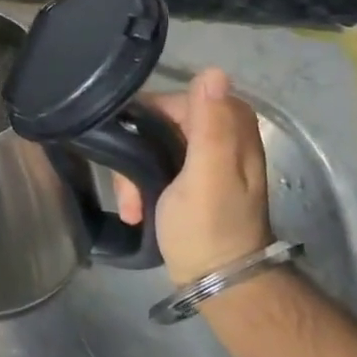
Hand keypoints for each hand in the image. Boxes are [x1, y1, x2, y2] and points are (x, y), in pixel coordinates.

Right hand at [116, 69, 272, 288]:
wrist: (219, 285)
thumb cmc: (210, 228)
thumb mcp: (207, 175)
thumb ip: (209, 124)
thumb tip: (213, 70)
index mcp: (231, 131)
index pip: (180, 98)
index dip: (150, 115)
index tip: (128, 139)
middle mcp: (220, 139)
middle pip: (162, 123)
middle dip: (136, 150)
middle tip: (125, 180)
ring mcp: (204, 163)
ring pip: (153, 146)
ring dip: (134, 173)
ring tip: (129, 204)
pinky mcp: (189, 184)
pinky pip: (155, 168)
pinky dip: (141, 185)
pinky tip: (134, 208)